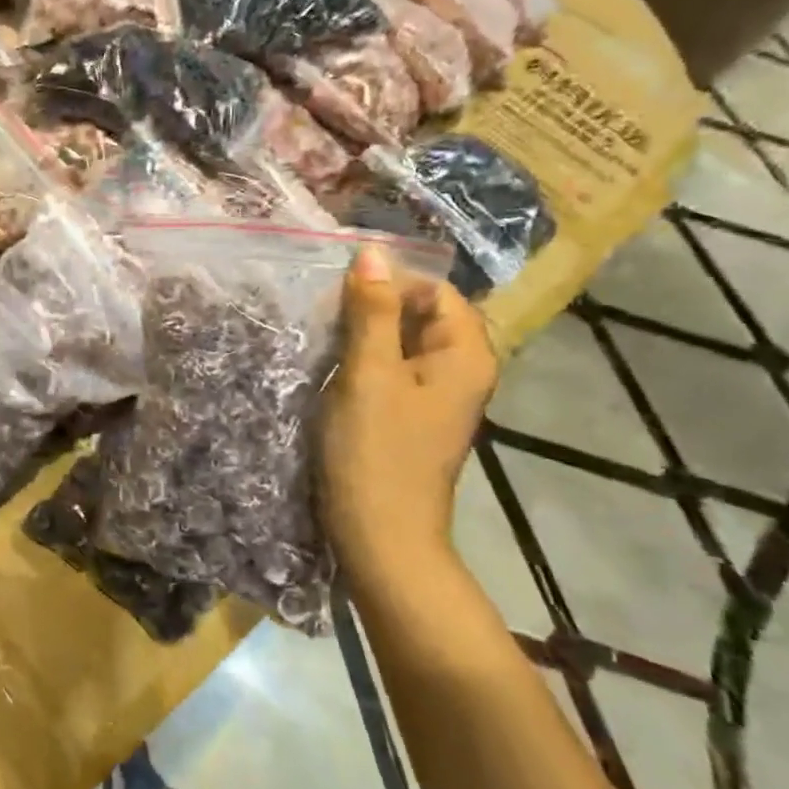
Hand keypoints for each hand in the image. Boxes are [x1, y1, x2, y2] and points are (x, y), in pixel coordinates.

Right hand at [321, 245, 496, 570]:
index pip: (436, 290)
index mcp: (465, 355)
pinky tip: (332, 372)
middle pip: (420, 315)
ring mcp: (436, 397)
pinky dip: (363, 364)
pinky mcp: (411, 418)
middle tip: (324, 317)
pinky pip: (392, 372)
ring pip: (401, 344)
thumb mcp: (369, 374)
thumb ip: (371, 312)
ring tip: (322, 340)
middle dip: (373, 309)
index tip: (339, 293)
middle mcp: (461, 371)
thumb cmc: (376, 452)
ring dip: (363, 336)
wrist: (380, 537)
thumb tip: (371, 251)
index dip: (390, 282)